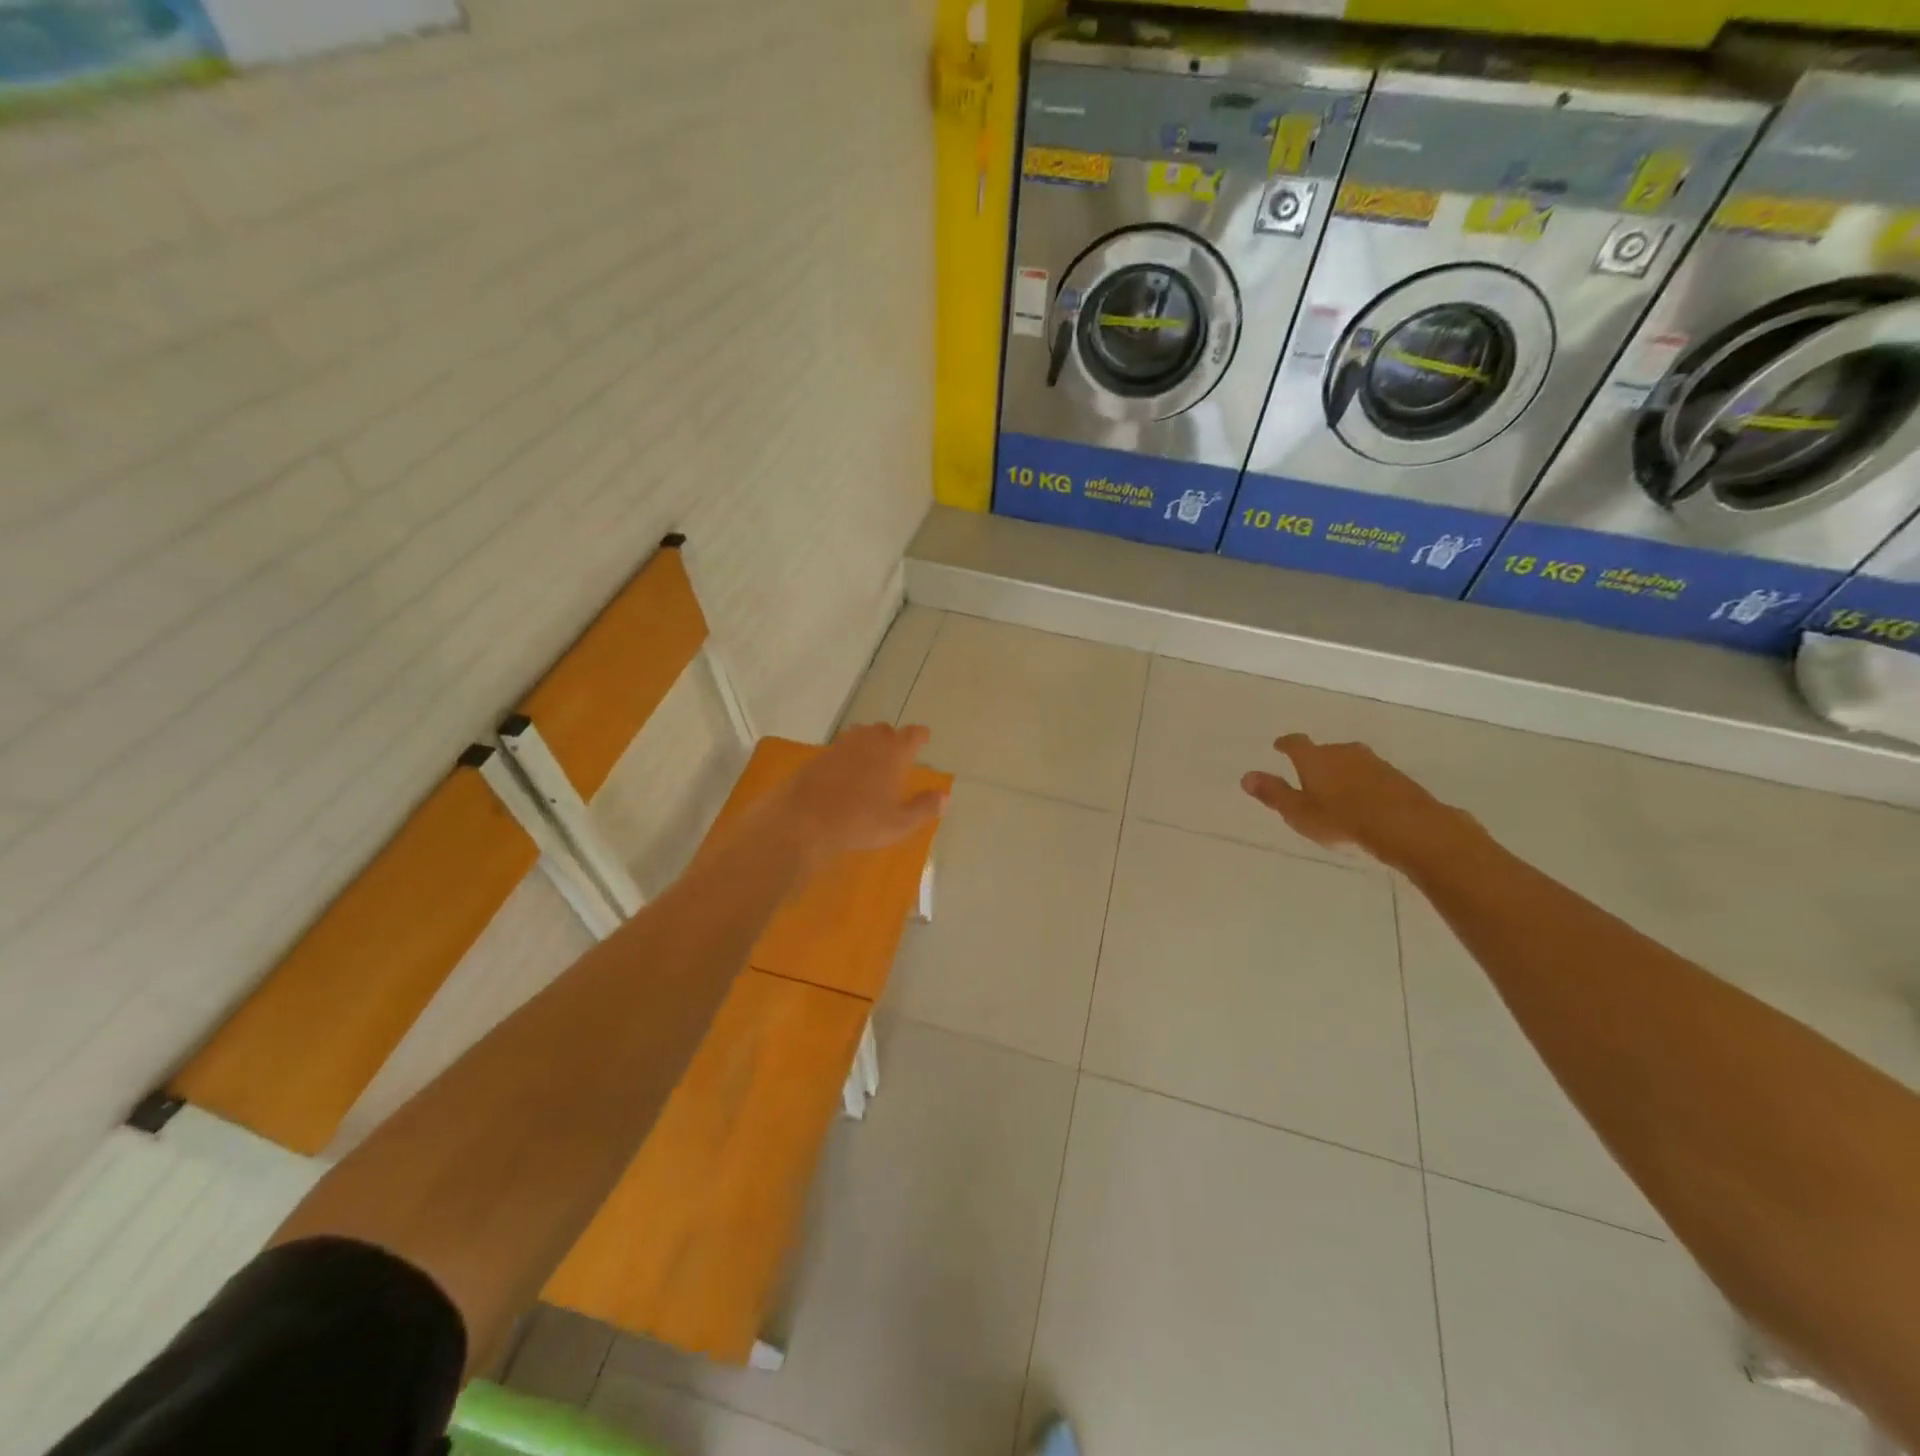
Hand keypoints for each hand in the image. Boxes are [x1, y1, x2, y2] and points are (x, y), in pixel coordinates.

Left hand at [773, 723, 947, 862]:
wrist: (804, 819)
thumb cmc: (859, 822)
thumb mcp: (899, 823)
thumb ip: (924, 808)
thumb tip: (945, 797)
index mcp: (894, 754)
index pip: (912, 734)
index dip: (920, 735)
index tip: (924, 737)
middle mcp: (869, 742)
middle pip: (884, 729)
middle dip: (893, 737)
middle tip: (897, 751)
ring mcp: (841, 746)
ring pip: (860, 734)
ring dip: (869, 741)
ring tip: (871, 756)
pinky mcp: (819, 756)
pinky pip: (839, 748)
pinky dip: (847, 754)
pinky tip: (844, 770)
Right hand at [1241, 734, 1473, 869]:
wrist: (1407, 827)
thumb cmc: (1342, 820)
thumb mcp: (1298, 812)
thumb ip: (1273, 794)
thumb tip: (1246, 776)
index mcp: (1314, 758)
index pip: (1295, 743)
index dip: (1285, 744)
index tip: (1279, 746)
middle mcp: (1343, 752)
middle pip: (1325, 751)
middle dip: (1316, 761)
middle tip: (1308, 775)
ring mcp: (1373, 762)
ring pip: (1350, 762)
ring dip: (1342, 772)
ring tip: (1336, 790)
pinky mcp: (1397, 777)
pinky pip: (1372, 775)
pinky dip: (1363, 784)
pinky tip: (1364, 801)